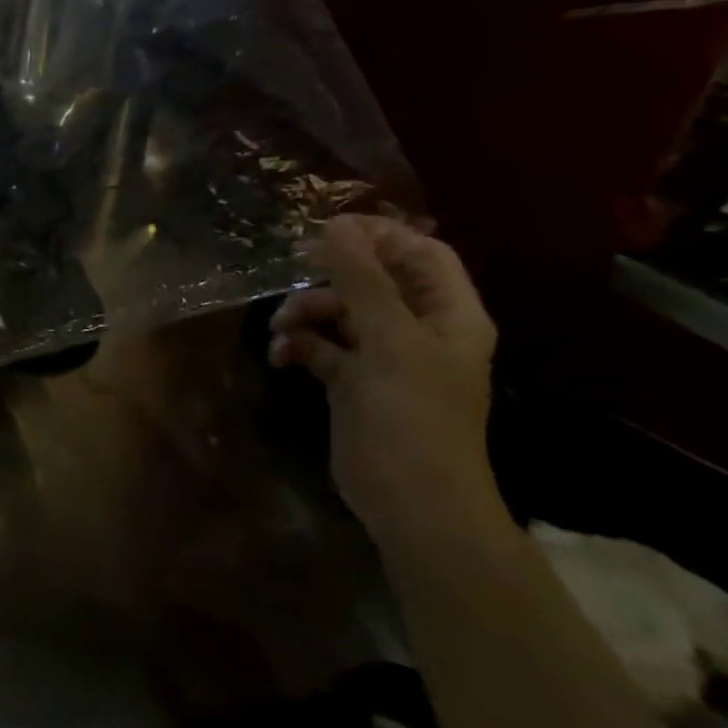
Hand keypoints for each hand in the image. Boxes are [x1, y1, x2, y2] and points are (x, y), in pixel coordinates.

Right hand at [269, 215, 504, 543]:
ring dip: (304, 314)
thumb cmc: (412, 417)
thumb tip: (335, 225)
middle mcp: (418, 331)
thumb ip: (361, 281)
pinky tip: (279, 355)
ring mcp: (383, 358)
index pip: (421, 254)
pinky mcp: (352, 383)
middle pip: (372, 282)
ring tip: (280, 330)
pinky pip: (320, 347)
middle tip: (289, 273)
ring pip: (338, 313)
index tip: (326, 229)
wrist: (410, 502)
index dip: (380, 236)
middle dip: (328, 279)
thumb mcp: (387, 341)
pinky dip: (298, 345)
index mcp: (448, 316)